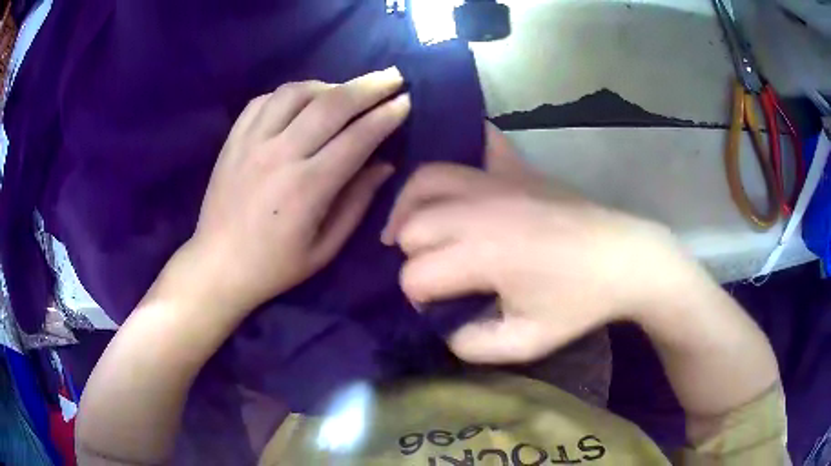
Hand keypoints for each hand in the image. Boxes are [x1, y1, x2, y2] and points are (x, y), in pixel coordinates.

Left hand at [185, 68, 409, 312]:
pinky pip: (264, 100)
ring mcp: (252, 142)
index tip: (406, 101)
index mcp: (307, 188)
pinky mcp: (233, 139)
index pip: (357, 138)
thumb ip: (357, 202)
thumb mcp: (325, 248)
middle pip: (331, 104)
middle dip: (368, 86)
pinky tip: (301, 101)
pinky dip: (290, 94)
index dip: (386, 115)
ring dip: (328, 85)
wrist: (217, 264)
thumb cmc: (275, 265)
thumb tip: (385, 164)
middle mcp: (280, 155)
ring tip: (344, 92)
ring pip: (296, 93)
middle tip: (392, 77)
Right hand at [383, 131, 694, 363]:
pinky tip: (462, 172)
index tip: (436, 310)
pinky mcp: (517, 168)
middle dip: (410, 256)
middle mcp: (478, 209)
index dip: (417, 299)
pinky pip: (481, 144)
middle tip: (432, 274)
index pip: (415, 276)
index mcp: (481, 255)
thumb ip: (471, 345)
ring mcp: (497, 181)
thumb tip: (443, 327)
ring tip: (411, 226)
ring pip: (427, 179)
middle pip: (411, 226)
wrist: (624, 258)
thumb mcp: (526, 343)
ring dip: (411, 206)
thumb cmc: (579, 303)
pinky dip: (465, 152)